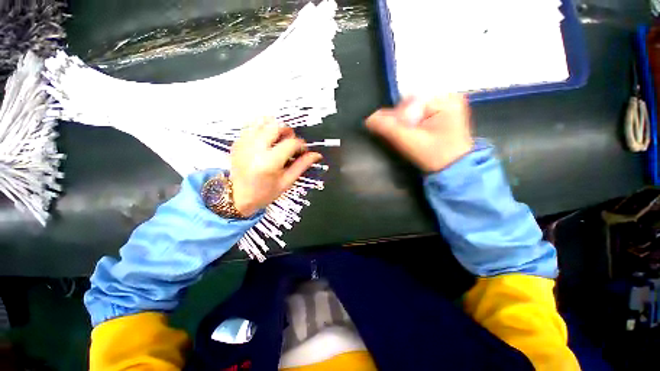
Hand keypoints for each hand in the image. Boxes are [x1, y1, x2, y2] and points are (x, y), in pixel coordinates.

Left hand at [230, 119, 321, 216]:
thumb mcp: (286, 182)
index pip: (291, 143)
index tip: (303, 151)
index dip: (301, 145)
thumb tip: (316, 155)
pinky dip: (262, 128)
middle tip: (290, 143)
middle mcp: (255, 149)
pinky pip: (251, 125)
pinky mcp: (237, 142)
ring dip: (275, 127)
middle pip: (276, 126)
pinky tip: (266, 139)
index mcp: (269, 162)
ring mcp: (244, 143)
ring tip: (278, 139)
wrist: (237, 197)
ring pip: (263, 121)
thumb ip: (301, 166)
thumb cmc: (265, 193)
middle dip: (288, 132)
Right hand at [366, 94, 473, 172]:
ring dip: (406, 121)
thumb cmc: (434, 156)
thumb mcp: (409, 142)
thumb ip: (388, 128)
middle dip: (401, 119)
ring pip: (416, 108)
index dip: (396, 117)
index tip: (392, 132)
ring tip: (405, 135)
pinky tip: (412, 132)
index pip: (409, 101)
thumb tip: (368, 119)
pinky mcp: (445, 113)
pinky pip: (422, 113)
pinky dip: (413, 122)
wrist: (454, 169)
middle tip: (399, 135)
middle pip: (413, 103)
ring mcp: (448, 105)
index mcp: (444, 100)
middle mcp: (448, 97)